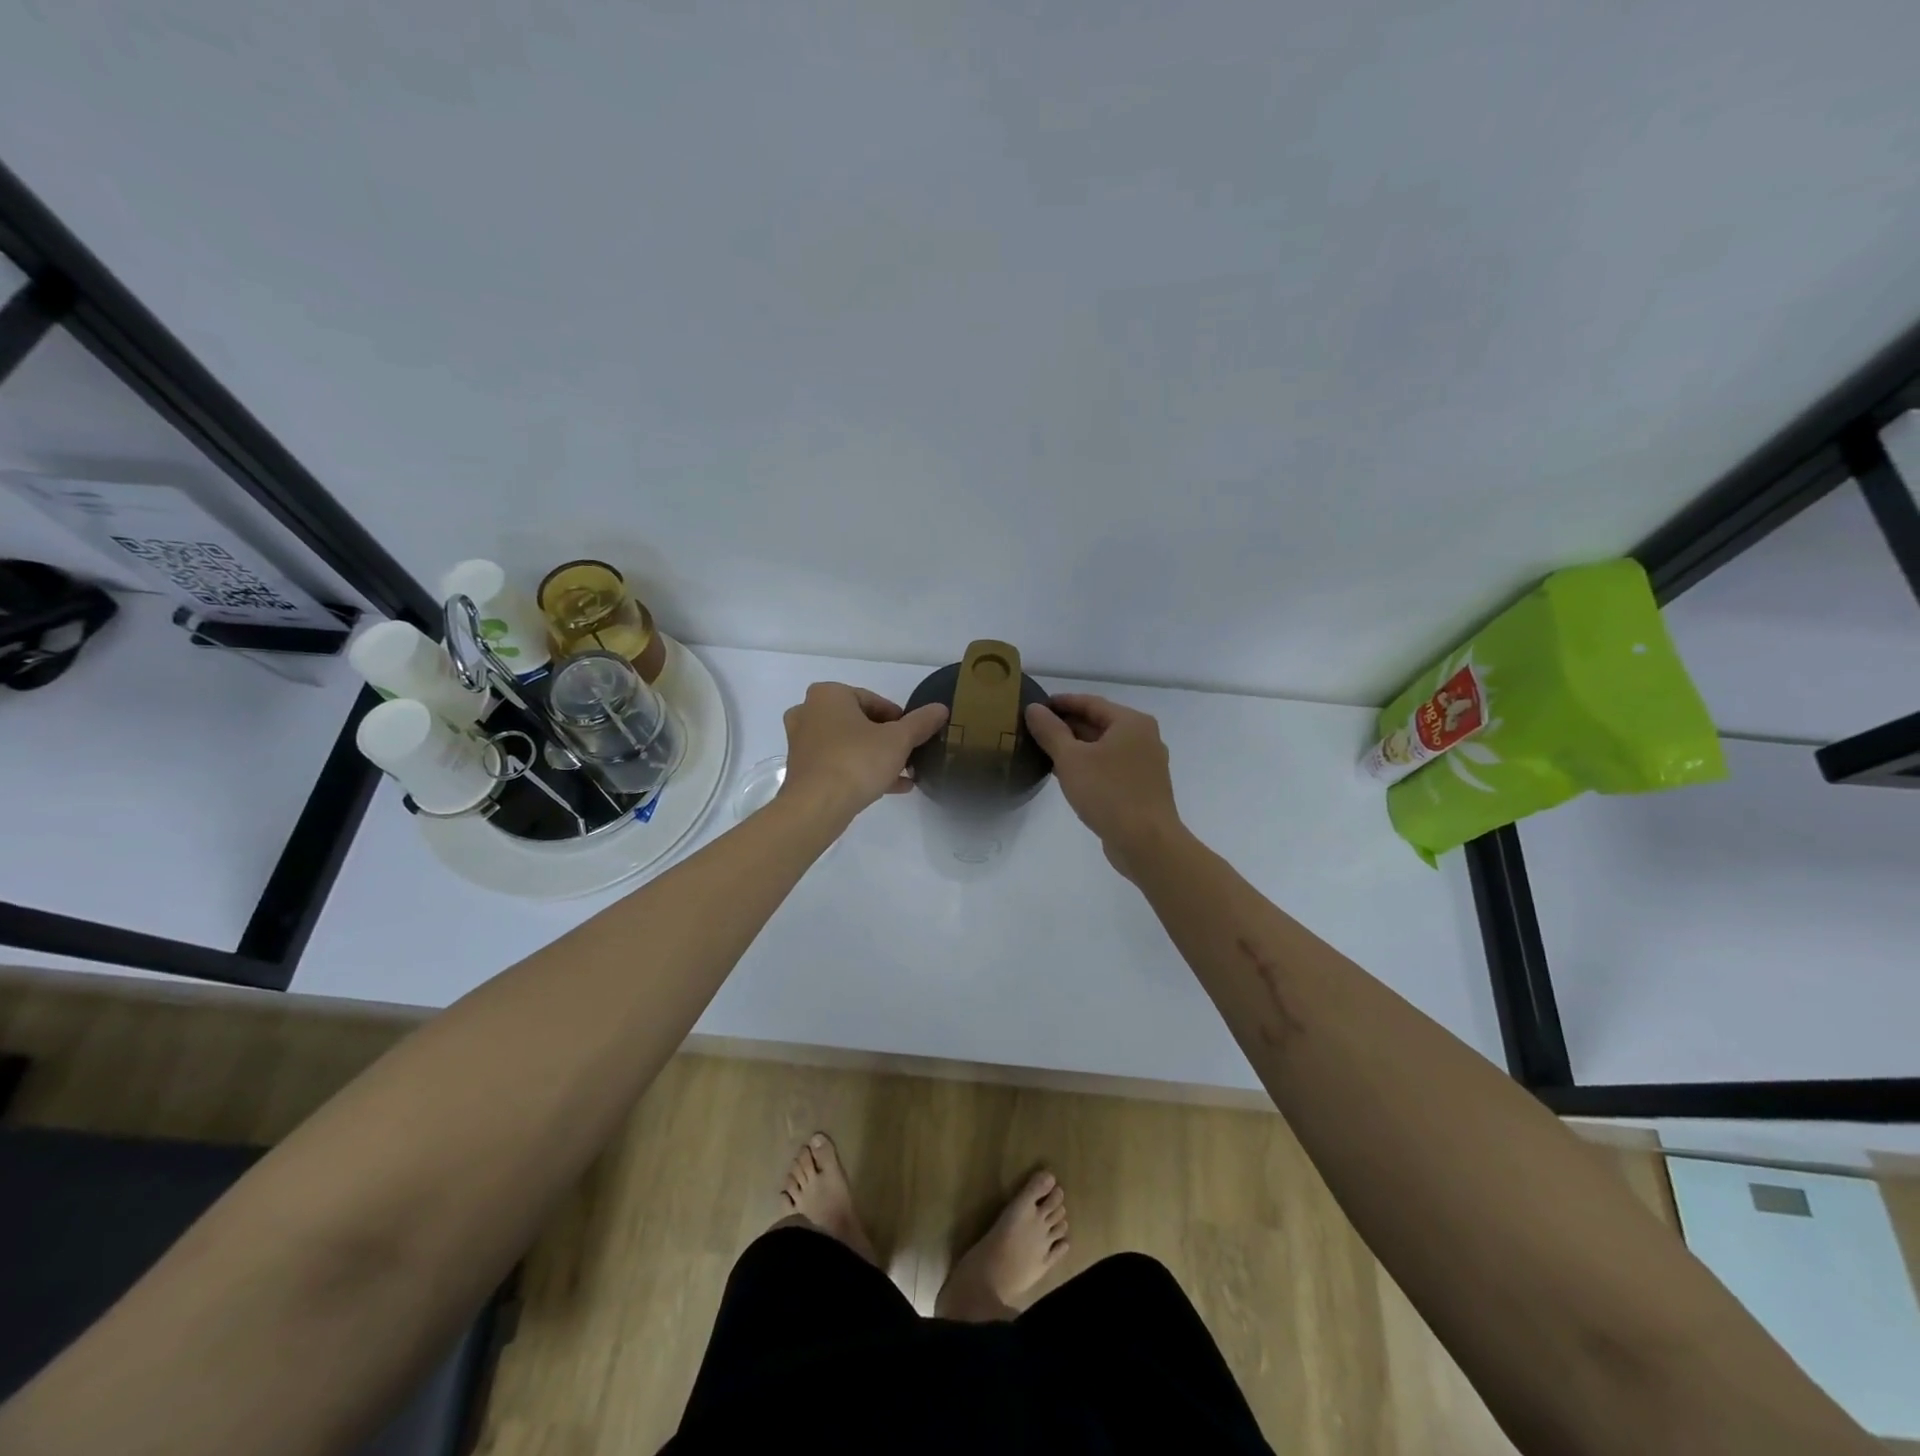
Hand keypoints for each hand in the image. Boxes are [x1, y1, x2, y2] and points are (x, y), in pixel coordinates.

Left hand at [780, 683, 948, 824]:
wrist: (817, 806)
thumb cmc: (857, 760)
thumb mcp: (898, 740)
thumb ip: (920, 722)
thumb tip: (941, 709)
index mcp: (828, 695)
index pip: (873, 700)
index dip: (898, 718)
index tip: (913, 736)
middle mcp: (809, 712)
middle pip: (859, 722)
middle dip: (886, 739)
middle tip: (908, 754)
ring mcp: (802, 742)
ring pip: (848, 745)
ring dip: (876, 757)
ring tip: (905, 773)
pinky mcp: (801, 770)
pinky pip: (838, 764)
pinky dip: (861, 771)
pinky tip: (891, 787)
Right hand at [1024, 694, 1183, 876]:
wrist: (1146, 843)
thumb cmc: (1109, 793)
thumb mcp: (1071, 759)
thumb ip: (1050, 731)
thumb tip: (1034, 709)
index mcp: (1131, 722)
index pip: (1090, 702)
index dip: (1061, 702)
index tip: (1036, 706)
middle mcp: (1144, 738)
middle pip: (1100, 723)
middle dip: (1068, 726)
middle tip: (1036, 730)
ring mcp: (1146, 764)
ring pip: (1105, 747)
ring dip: (1077, 747)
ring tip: (1046, 752)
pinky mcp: (1143, 787)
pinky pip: (1111, 767)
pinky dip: (1090, 765)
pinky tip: (1069, 776)